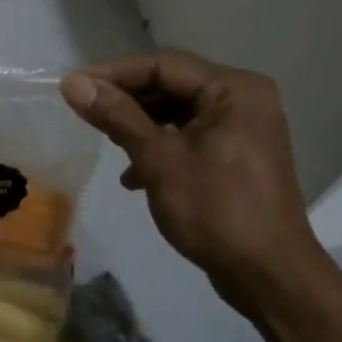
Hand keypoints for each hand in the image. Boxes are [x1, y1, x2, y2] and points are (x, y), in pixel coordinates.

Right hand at [61, 50, 323, 314]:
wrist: (269, 277)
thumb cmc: (216, 210)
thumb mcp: (159, 159)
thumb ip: (117, 116)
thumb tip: (72, 83)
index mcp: (233, 89)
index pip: (163, 65)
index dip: (114, 73)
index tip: (74, 86)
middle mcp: (243, 99)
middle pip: (172, 86)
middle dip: (127, 100)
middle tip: (84, 111)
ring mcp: (243, 129)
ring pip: (179, 113)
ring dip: (140, 126)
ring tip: (105, 140)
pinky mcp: (237, 157)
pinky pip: (191, 137)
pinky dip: (161, 149)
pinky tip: (134, 176)